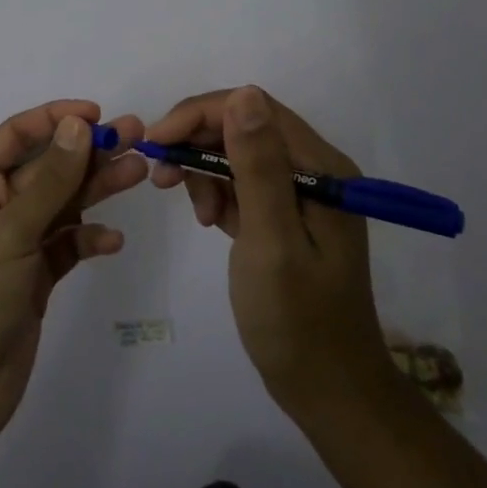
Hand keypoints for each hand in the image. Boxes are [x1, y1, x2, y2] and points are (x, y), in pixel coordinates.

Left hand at [0, 101, 145, 461]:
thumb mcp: (8, 235)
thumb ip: (50, 181)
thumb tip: (77, 125)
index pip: (16, 136)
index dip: (55, 119)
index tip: (97, 114)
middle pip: (47, 169)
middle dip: (89, 152)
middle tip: (138, 136)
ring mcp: (14, 246)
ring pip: (62, 205)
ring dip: (97, 189)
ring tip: (140, 172)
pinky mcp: (32, 281)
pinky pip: (66, 247)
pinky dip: (89, 240)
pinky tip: (113, 240)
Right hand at [146, 86, 396, 418]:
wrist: (330, 392)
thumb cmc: (298, 322)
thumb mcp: (271, 242)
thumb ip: (258, 166)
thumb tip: (244, 94)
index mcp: (321, 168)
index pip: (254, 109)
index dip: (200, 115)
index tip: (156, 143)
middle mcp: (315, 168)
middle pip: (244, 126)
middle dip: (197, 143)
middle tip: (162, 178)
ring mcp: (302, 191)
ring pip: (238, 152)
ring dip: (205, 170)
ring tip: (195, 212)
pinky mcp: (288, 213)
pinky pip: (243, 181)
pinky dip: (218, 193)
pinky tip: (210, 221)